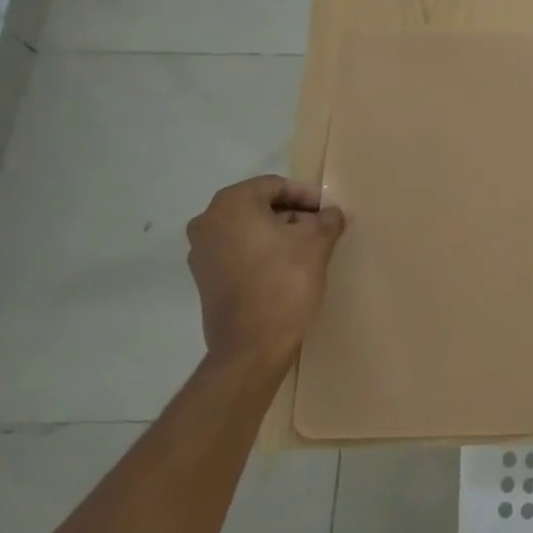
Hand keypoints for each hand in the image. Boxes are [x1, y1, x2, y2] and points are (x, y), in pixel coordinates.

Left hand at [185, 175, 345, 370]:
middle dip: (292, 213)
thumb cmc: (284, 282)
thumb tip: (331, 213)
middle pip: (258, 205)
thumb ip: (327, 219)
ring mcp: (201, 252)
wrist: (251, 346)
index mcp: (232, 204)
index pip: (275, 186)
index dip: (306, 195)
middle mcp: (208, 221)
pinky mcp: (204, 278)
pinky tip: (285, 267)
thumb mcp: (317, 243)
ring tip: (307, 248)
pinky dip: (261, 252)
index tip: (328, 211)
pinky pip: (237, 251)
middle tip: (321, 227)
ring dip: (277, 233)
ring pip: (247, 229)